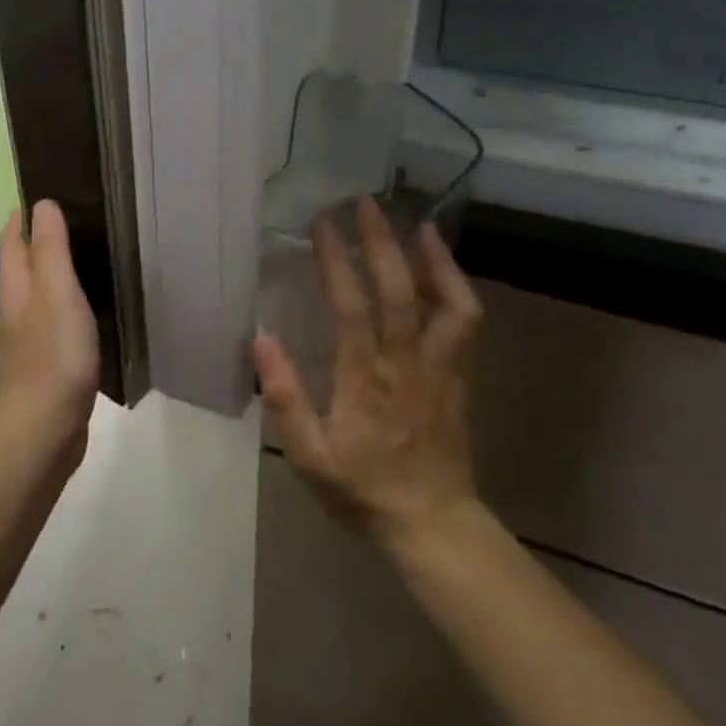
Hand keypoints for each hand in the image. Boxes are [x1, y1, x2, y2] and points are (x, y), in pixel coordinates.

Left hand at [0, 200, 100, 454]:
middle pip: (22, 262)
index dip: (24, 214)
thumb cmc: (54, 355)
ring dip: (53, 270)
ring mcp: (26, 337)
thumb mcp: (57, 292)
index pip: (13, 238)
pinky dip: (64, 300)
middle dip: (40, 238)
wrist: (44, 429)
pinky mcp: (43, 360)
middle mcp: (14, 307)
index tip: (47, 191)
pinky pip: (51, 316)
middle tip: (74, 217)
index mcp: (15, 287)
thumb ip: (51, 249)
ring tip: (84, 254)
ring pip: (37, 290)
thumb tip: (42, 204)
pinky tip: (85, 306)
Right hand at [253, 196, 482, 546]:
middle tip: (362, 202)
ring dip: (429, 256)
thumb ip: (286, 399)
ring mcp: (441, 366)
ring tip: (412, 221)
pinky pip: (465, 320)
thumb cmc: (363, 489)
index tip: (320, 224)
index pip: (352, 308)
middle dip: (380, 240)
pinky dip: (455, 283)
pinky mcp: (460, 373)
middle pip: (400, 290)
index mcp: (366, 381)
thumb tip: (260, 341)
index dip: (336, 260)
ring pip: (445, 300)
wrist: (432, 522)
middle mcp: (407, 363)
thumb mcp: (309, 457)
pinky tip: (440, 262)